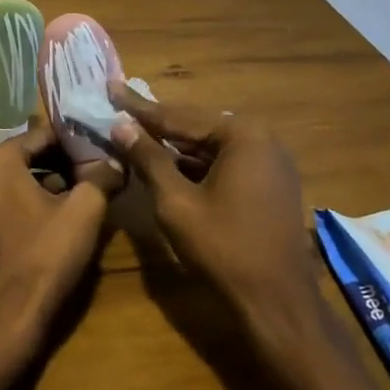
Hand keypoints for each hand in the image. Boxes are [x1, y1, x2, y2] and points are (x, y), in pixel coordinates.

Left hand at [0, 123, 118, 361]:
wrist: (4, 321)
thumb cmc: (44, 257)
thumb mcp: (84, 211)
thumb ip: (101, 177)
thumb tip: (116, 160)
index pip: (45, 134)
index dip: (78, 141)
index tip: (105, 149)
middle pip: (31, 157)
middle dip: (66, 163)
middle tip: (101, 172)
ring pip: (20, 182)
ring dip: (52, 185)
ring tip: (88, 196)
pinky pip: (9, 204)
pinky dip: (34, 205)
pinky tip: (62, 222)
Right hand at [106, 88, 315, 321]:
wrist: (277, 302)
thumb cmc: (224, 248)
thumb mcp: (176, 202)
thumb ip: (148, 159)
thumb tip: (121, 126)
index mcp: (242, 134)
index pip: (178, 116)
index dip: (139, 107)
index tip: (111, 87)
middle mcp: (262, 139)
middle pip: (197, 128)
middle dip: (157, 125)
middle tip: (120, 111)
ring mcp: (271, 162)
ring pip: (210, 148)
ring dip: (175, 148)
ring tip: (136, 137)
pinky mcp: (271, 185)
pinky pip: (226, 164)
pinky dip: (196, 166)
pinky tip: (168, 166)